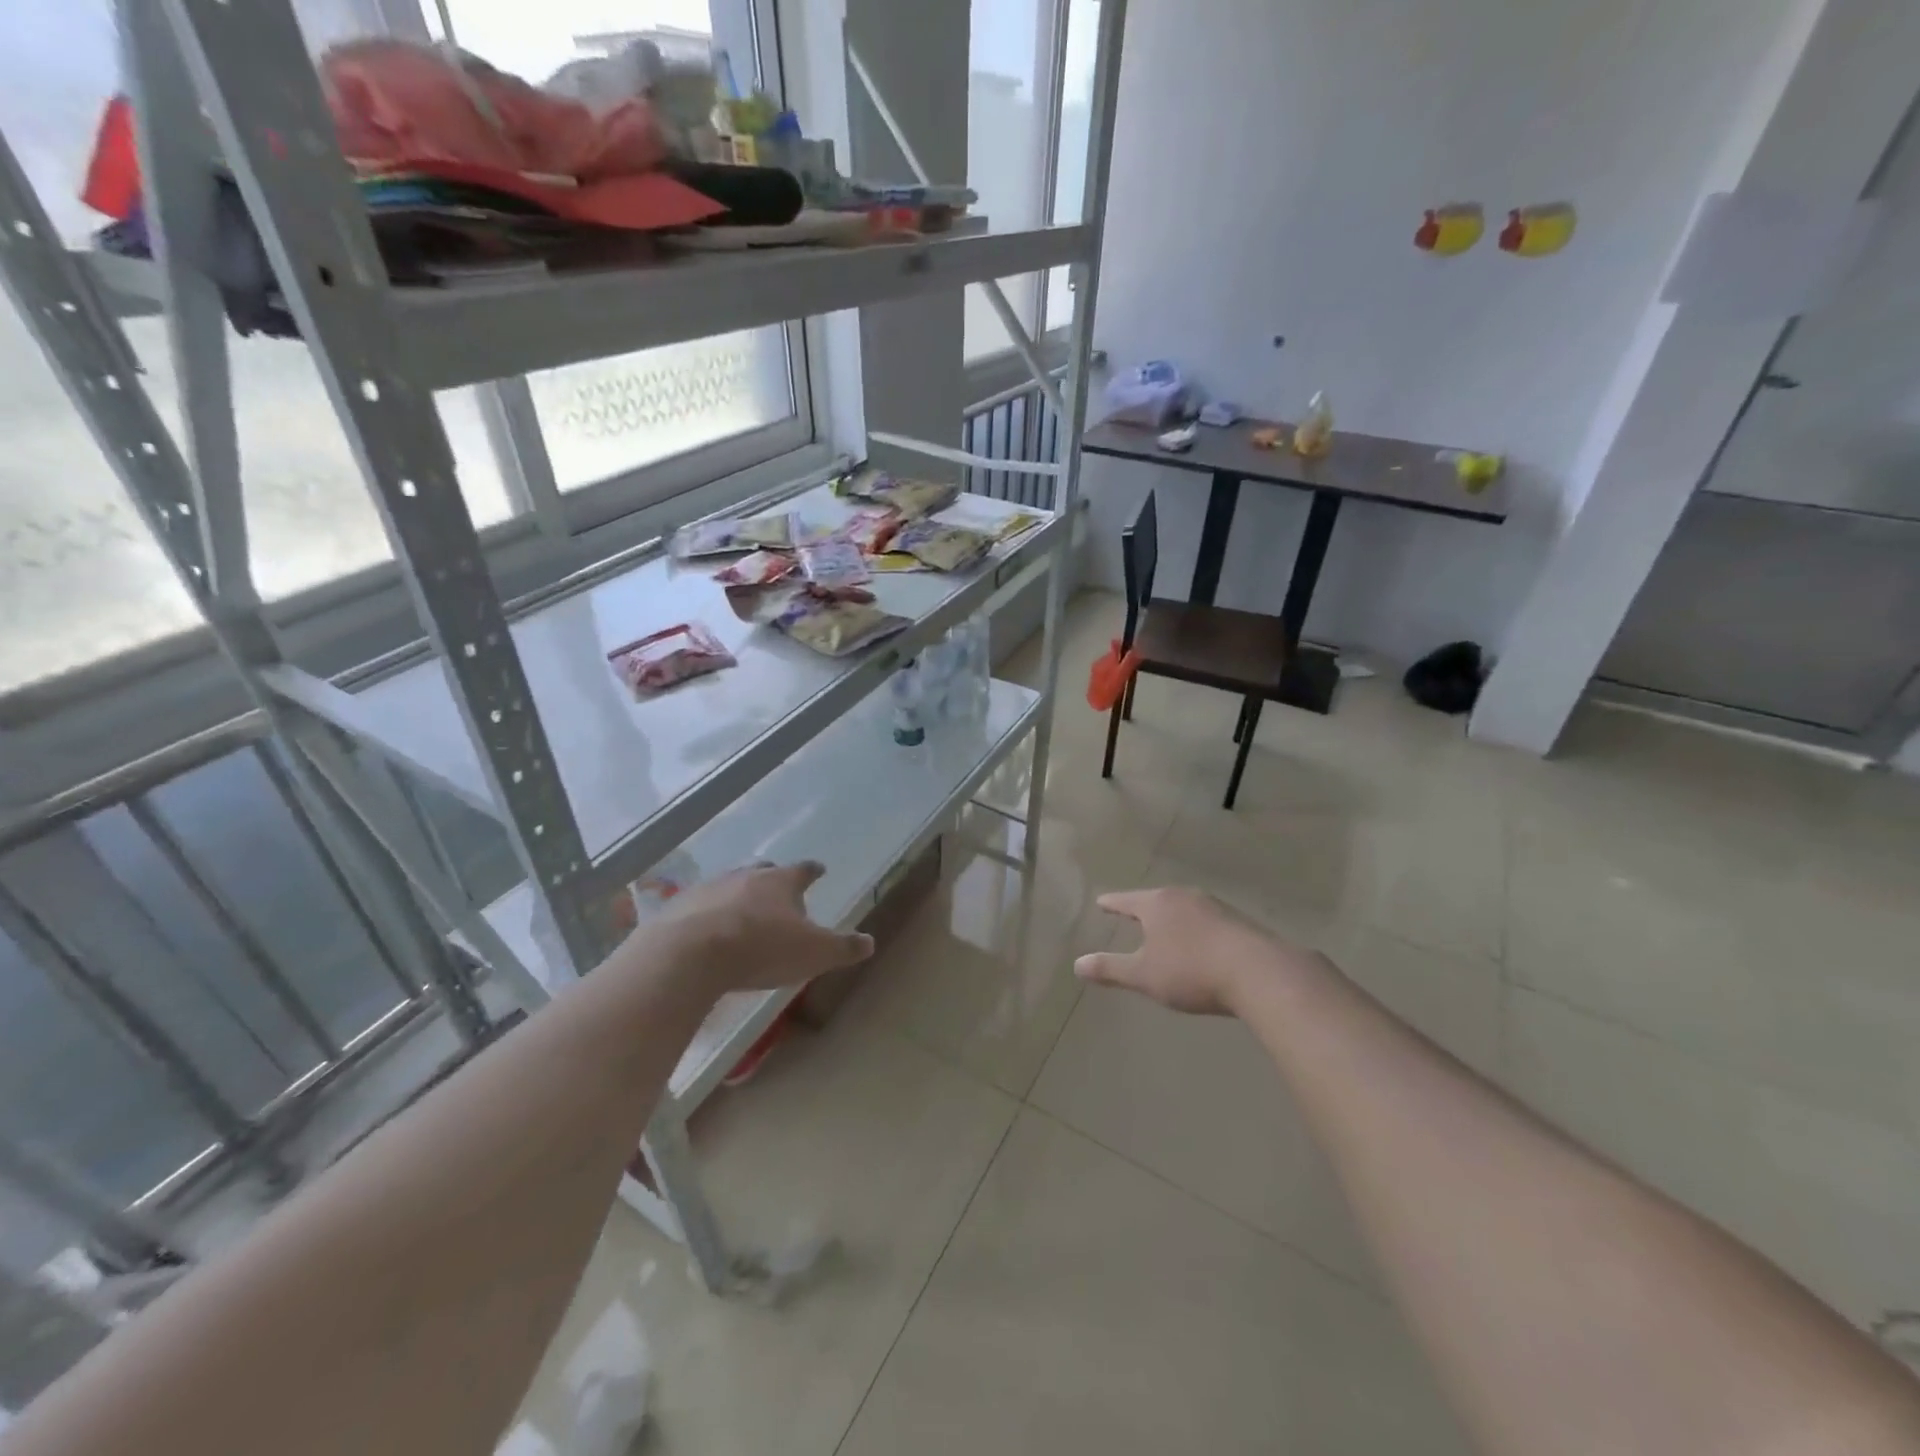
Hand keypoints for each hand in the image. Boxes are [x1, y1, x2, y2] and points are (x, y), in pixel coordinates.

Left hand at [646, 862, 874, 993]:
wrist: (689, 955)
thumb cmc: (761, 949)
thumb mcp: (814, 954)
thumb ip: (843, 948)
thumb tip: (870, 942)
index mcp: (781, 882)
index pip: (803, 870)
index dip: (813, 871)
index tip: (819, 870)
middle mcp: (745, 876)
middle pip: (763, 871)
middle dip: (772, 878)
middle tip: (778, 888)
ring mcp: (709, 889)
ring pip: (729, 885)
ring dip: (738, 895)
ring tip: (742, 911)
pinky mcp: (679, 908)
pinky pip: (699, 906)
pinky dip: (708, 915)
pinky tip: (707, 932)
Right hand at [1076, 886, 1322, 1015]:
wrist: (1259, 973)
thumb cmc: (1191, 971)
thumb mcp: (1144, 975)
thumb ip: (1111, 969)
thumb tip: (1077, 964)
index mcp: (1157, 904)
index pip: (1127, 900)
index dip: (1112, 904)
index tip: (1101, 902)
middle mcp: (1185, 897)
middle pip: (1157, 900)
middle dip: (1144, 907)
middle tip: (1132, 912)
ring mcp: (1215, 907)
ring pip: (1184, 908)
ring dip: (1173, 918)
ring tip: (1165, 928)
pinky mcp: (1239, 922)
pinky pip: (1207, 921)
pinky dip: (1196, 929)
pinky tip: (1200, 943)